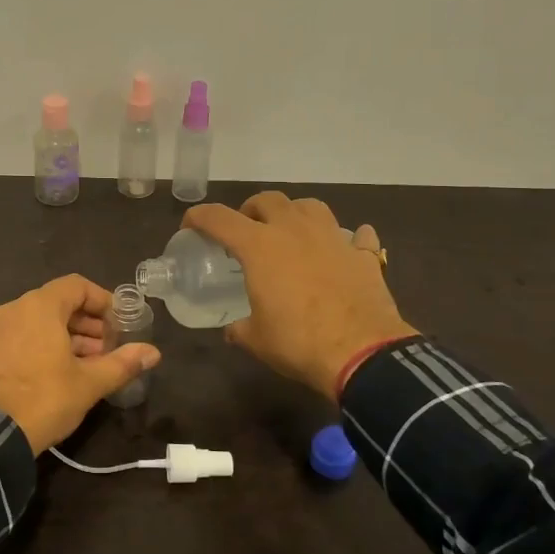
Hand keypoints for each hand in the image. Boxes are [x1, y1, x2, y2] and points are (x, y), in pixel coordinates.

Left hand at [0, 275, 161, 453]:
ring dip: (68, 336)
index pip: (77, 285)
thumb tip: (153, 352)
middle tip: (108, 348)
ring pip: (39, 321)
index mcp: (39, 306)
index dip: (102, 300)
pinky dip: (44, 344)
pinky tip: (60, 372)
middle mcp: (14, 309)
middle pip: (58, 302)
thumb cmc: (44, 398)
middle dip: (87, 323)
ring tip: (90, 363)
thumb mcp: (89, 383)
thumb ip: (122, 363)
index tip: (119, 323)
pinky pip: (22, 336)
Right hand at [183, 193, 417, 397]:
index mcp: (260, 246)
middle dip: (250, 209)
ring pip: (310, 206)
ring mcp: (333, 238)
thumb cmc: (298, 342)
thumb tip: (234, 329)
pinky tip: (344, 250)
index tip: (191, 225)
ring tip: (290, 232)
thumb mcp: (256, 339)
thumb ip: (240, 328)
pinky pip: (357, 236)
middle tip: (245, 229)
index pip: (219, 218)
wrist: (363, 354)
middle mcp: (295, 231)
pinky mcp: (363, 256)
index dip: (200, 217)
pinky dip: (348, 239)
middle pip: (268, 200)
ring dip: (294, 213)